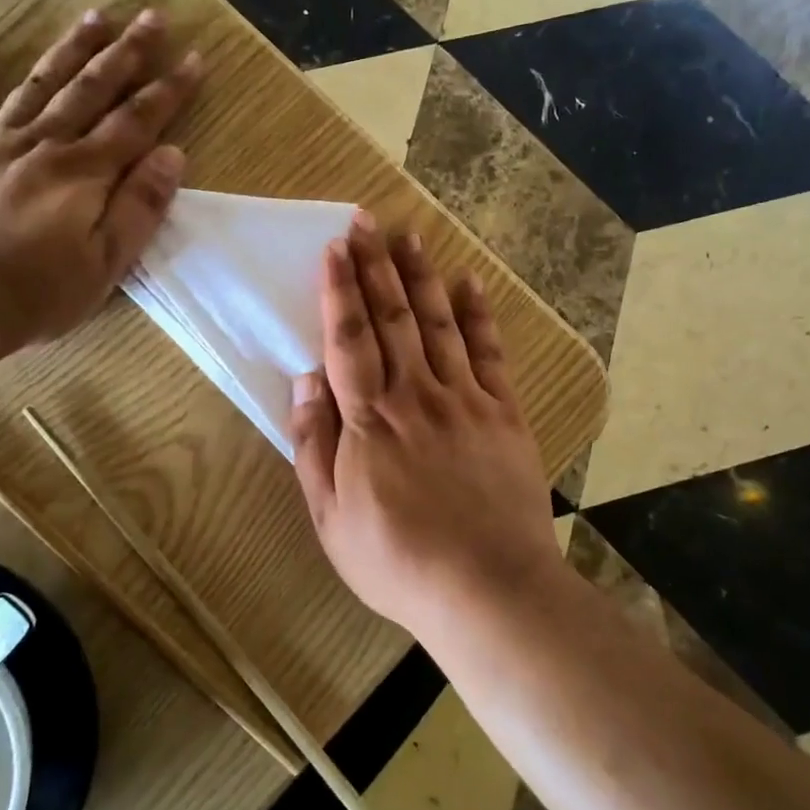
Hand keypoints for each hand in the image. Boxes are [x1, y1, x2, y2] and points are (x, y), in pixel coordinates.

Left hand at [0, 10, 200, 352]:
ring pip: (39, 85)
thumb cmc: (34, 293)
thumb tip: (172, 155)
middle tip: (151, 16)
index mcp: (85, 173)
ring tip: (94, 15)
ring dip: (70, 49)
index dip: (168, 90)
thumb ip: (139, 207)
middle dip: (126, 53)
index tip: (193, 58)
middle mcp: (43, 144)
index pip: (137, 121)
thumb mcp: (105, 264)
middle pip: (92, 90)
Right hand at [288, 215, 561, 632]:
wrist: (486, 588)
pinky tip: (469, 283)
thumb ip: (314, 445)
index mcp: (369, 419)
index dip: (339, 290)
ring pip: (439, 323)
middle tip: (366, 221)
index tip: (335, 248)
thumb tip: (305, 381)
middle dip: (376, 266)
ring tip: (410, 237)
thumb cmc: (396, 559)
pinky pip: (489, 352)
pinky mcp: (503, 412)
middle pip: (392, 318)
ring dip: (421, 277)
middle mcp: (415, 394)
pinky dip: (478, 314)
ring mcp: (464, 399)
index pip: (348, 338)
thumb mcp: (331, 516)